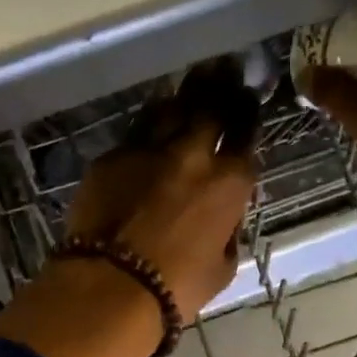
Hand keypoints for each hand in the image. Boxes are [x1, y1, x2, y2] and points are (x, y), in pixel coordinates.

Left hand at [63, 63, 260, 320]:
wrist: (108, 286)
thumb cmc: (175, 289)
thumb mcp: (222, 267)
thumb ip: (228, 232)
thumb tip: (223, 217)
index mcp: (228, 183)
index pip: (245, 135)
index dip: (247, 114)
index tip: (248, 100)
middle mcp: (191, 154)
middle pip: (210, 106)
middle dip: (221, 84)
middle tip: (224, 68)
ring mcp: (147, 150)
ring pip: (169, 108)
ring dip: (184, 96)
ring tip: (191, 83)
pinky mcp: (110, 158)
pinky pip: (134, 132)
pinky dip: (148, 125)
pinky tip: (151, 122)